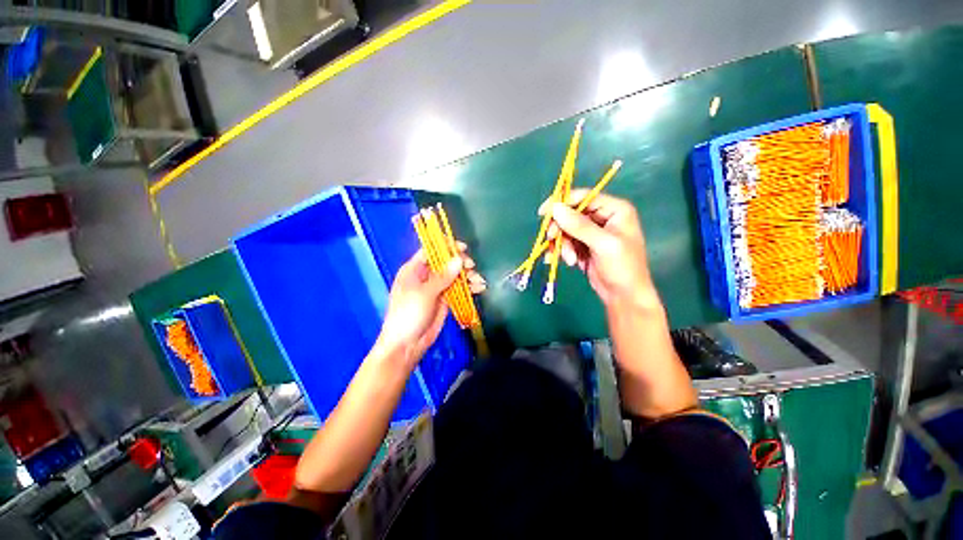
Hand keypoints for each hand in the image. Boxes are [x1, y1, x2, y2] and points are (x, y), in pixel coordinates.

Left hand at [376, 244, 485, 365]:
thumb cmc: (408, 315)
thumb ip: (442, 277)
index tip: (462, 248)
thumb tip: (459, 260)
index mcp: (414, 269)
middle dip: (460, 263)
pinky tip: (479, 289)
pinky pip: (458, 289)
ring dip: (467, 276)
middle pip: (446, 262)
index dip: (446, 247)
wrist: (407, 345)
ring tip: (478, 281)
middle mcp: (426, 276)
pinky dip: (468, 288)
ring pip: (454, 276)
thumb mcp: (424, 294)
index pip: (430, 250)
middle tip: (471, 267)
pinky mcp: (444, 299)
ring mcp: (436, 288)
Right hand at [540, 190, 658, 310]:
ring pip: (566, 229)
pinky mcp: (583, 246)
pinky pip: (566, 242)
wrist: (624, 296)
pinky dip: (561, 250)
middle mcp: (602, 218)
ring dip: (563, 244)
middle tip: (552, 240)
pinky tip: (561, 261)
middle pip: (571, 214)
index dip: (562, 202)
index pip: (584, 197)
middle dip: (561, 229)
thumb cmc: (622, 267)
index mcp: (614, 210)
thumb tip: (555, 208)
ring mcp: (592, 233)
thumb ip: (579, 225)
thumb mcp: (602, 244)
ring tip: (570, 260)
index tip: (543, 212)